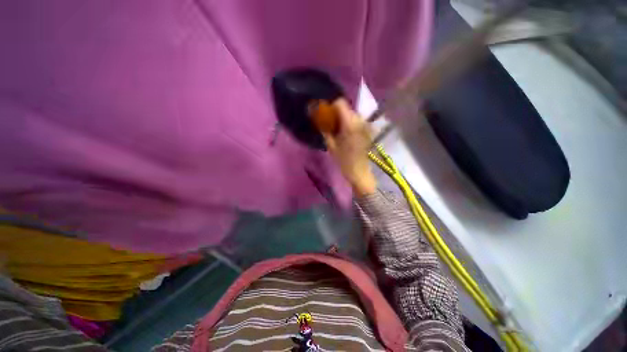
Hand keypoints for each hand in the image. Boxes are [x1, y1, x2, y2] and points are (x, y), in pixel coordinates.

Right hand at [322, 99, 376, 195]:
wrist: (359, 172)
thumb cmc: (344, 161)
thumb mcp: (331, 146)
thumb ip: (325, 130)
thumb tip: (319, 119)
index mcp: (350, 124)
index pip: (341, 103)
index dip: (332, 107)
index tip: (326, 116)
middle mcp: (359, 121)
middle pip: (346, 108)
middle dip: (337, 114)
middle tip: (331, 126)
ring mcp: (365, 125)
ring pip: (352, 114)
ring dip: (343, 119)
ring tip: (338, 132)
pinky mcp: (367, 130)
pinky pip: (356, 121)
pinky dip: (350, 124)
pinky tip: (346, 135)